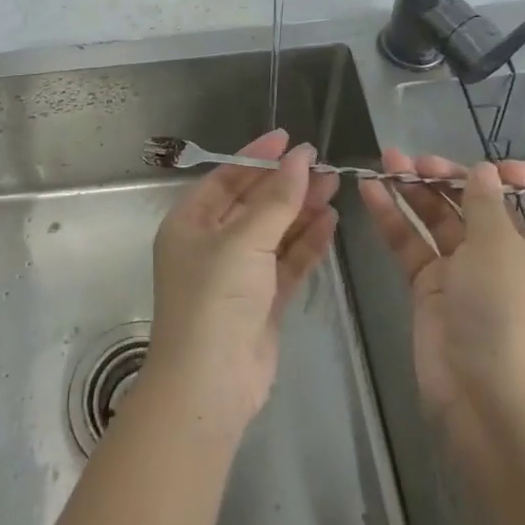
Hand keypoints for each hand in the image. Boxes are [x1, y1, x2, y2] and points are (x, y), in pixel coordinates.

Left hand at [143, 129, 340, 440]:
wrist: (210, 384)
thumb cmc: (215, 298)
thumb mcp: (244, 240)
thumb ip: (277, 198)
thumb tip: (301, 157)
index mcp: (189, 223)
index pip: (226, 178)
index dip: (257, 156)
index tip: (290, 139)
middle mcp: (210, 244)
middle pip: (253, 204)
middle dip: (287, 185)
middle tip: (325, 166)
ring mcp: (237, 274)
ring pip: (273, 232)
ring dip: (301, 211)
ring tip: (335, 187)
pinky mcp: (261, 301)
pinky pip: (285, 262)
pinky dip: (306, 243)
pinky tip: (330, 223)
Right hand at [358, 153, 524, 444]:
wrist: (486, 399)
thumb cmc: (510, 313)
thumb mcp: (502, 246)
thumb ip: (485, 201)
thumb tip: (483, 172)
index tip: (496, 170)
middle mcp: (513, 254)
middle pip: (484, 202)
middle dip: (451, 176)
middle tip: (418, 162)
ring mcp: (470, 270)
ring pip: (442, 218)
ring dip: (416, 189)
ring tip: (387, 161)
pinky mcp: (434, 286)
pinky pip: (414, 243)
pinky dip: (394, 217)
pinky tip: (371, 191)